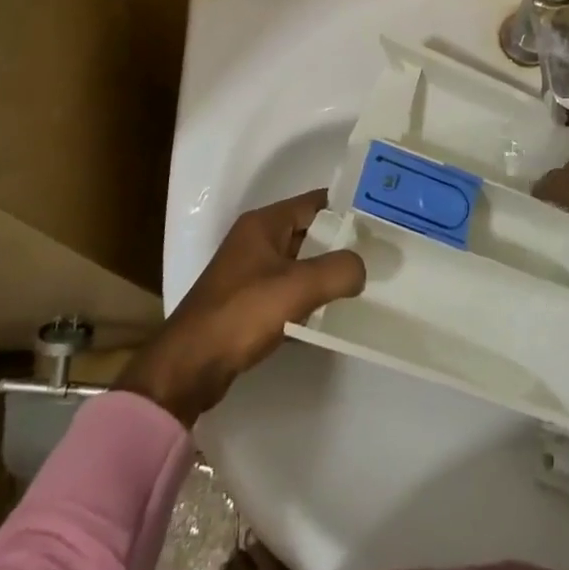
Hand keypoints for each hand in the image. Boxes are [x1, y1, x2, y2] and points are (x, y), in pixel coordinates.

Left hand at [117, 190, 364, 425]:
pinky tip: (332, 313)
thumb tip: (360, 268)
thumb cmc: (242, 314)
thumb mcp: (298, 287)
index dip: (347, 208)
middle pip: (309, 232)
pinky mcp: (247, 303)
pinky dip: (309, 298)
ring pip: (300, 264)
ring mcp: (249, 273)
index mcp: (264, 224)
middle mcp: (256, 240)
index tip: (379, 220)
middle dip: (341, 243)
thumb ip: (339, 270)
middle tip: (379, 255)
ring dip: (326, 273)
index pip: (315, 202)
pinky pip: (288, 291)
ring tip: (363, 283)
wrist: (189, 367)